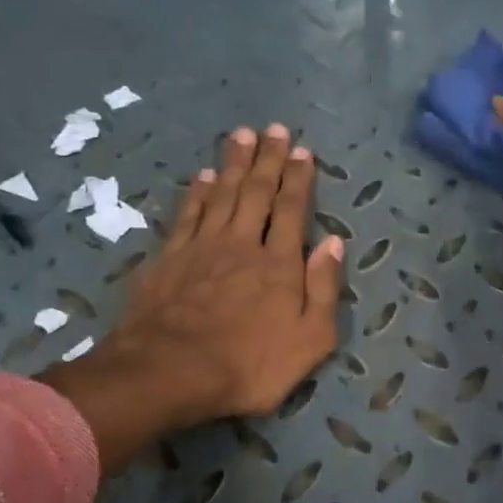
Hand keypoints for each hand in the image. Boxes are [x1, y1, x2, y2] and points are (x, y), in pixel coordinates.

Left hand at [40, 124, 343, 471]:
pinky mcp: (168, 258)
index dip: (298, 179)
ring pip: (222, 194)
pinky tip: (204, 175)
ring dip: (235, 163)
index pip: (292, 210)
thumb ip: (324, 288)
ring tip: (243, 135)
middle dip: (269, 159)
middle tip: (275, 129)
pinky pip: (188, 214)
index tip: (303, 152)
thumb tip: (334, 243)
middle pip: (257, 192)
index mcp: (279, 263)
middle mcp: (242, 244)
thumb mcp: (310, 339)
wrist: (171, 372)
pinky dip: (198, 191)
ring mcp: (201, 247)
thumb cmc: (250, 364)